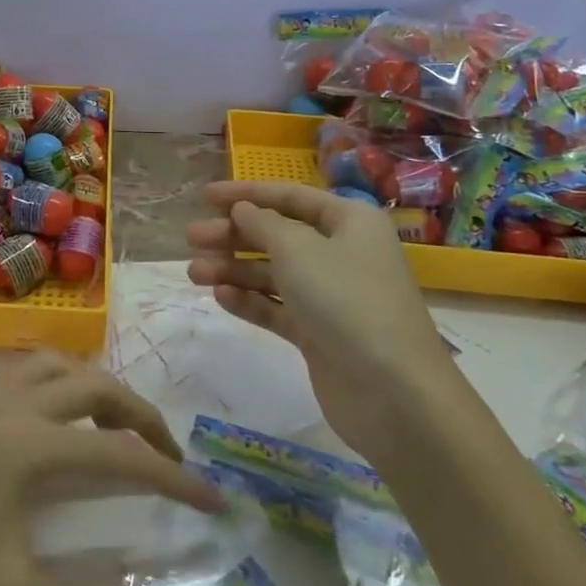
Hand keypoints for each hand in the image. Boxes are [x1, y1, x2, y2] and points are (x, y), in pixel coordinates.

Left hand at [0, 352, 224, 585]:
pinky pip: (24, 374)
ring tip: (120, 429)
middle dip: (141, 415)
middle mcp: (12, 408)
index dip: (173, 477)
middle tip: (170, 460)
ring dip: (97, 388)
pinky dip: (58, 382)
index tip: (216, 500)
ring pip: (56, 367)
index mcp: (29, 444)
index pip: (120, 452)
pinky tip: (58, 419)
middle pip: (94, 386)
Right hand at [185, 180, 453, 448]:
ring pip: (273, 273)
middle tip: (192, 238)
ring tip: (194, 273)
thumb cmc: (346, 300)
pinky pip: (277, 307)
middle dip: (233, 234)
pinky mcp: (319, 333)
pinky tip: (220, 297)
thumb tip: (244, 210)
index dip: (246, 193)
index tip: (205, 196)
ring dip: (233, 270)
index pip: (290, 197)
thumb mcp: (298, 250)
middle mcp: (342, 253)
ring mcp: (331, 296)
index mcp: (349, 221)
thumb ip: (263, 225)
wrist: (393, 392)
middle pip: (277, 235)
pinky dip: (249, 300)